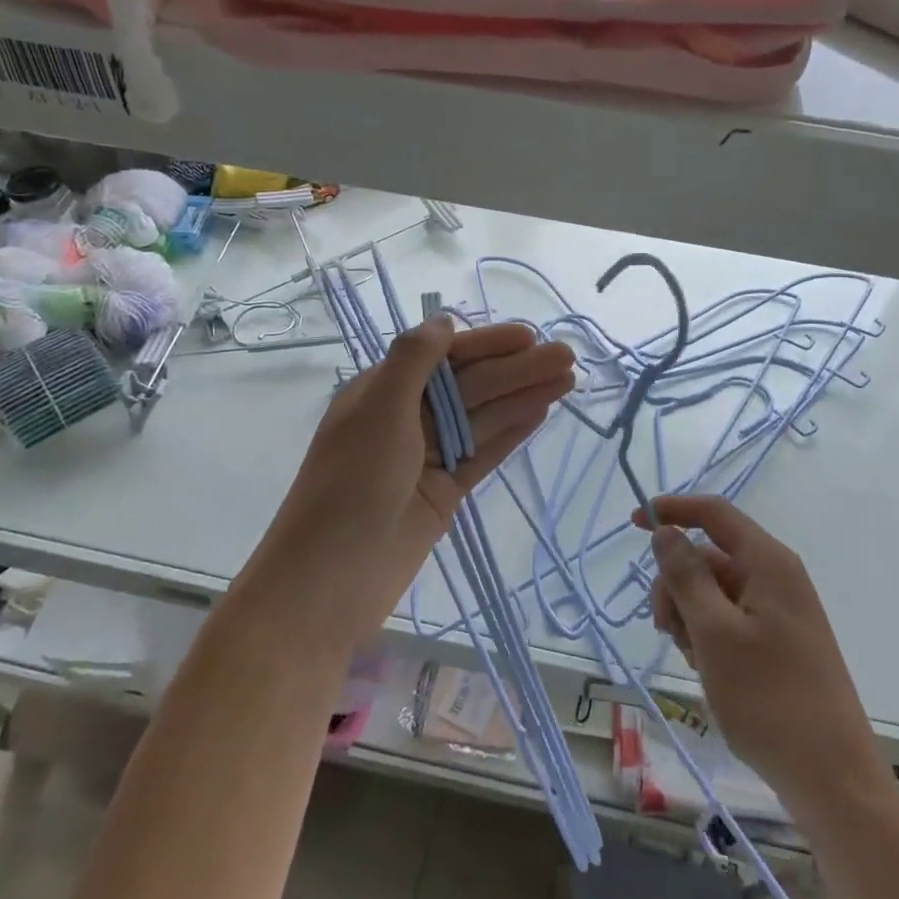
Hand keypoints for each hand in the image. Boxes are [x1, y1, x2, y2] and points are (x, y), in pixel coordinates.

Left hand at [253, 316, 574, 652]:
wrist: (330, 578)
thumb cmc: (351, 483)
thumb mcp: (379, 409)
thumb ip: (414, 360)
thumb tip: (443, 320)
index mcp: (384, 391)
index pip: (445, 357)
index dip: (489, 344)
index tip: (530, 336)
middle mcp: (408, 417)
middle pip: (472, 385)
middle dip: (518, 369)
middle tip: (567, 357)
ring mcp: (429, 455)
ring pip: (484, 417)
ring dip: (524, 396)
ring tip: (568, 379)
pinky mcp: (446, 490)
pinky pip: (484, 452)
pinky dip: (512, 432)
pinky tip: (542, 412)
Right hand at [637, 495, 885, 813]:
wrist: (832, 780)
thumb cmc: (769, 699)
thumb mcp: (714, 633)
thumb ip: (686, 575)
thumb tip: (666, 531)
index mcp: (767, 562)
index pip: (713, 513)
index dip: (672, 510)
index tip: (632, 524)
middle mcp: (776, 577)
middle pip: (709, 556)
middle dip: (677, 584)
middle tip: (665, 630)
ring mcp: (779, 611)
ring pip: (714, 591)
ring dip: (690, 615)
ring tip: (692, 660)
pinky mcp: (779, 642)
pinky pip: (730, 619)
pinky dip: (708, 635)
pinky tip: (707, 670)